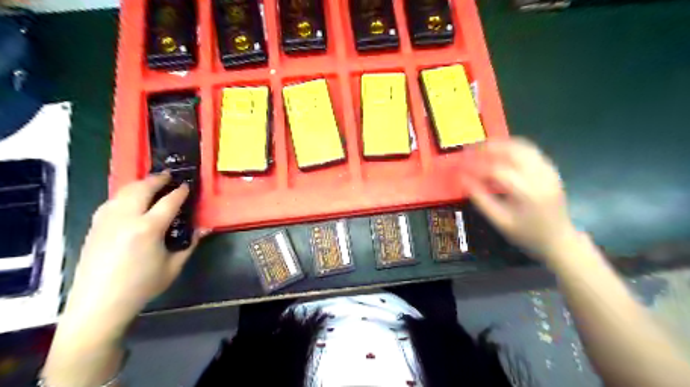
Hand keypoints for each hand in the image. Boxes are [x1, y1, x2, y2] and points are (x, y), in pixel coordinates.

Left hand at [62, 174, 202, 342]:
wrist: (99, 304)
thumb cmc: (142, 286)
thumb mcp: (173, 267)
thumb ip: (190, 244)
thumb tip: (203, 229)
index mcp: (148, 229)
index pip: (169, 201)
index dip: (180, 191)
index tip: (187, 185)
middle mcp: (126, 218)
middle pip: (142, 188)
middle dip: (158, 179)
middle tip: (169, 176)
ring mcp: (106, 220)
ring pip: (124, 191)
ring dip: (140, 184)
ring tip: (151, 183)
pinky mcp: (94, 226)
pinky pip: (111, 201)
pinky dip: (124, 195)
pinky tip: (130, 200)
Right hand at [464, 138, 577, 261]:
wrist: (559, 240)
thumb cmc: (527, 234)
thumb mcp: (500, 221)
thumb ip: (481, 199)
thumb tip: (463, 180)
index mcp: (528, 193)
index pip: (497, 170)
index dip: (477, 166)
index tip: (461, 166)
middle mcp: (541, 177)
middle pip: (513, 151)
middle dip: (489, 147)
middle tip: (470, 149)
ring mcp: (549, 171)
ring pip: (523, 146)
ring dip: (501, 144)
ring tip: (482, 147)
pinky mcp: (551, 170)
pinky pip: (530, 151)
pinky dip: (513, 147)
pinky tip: (501, 152)